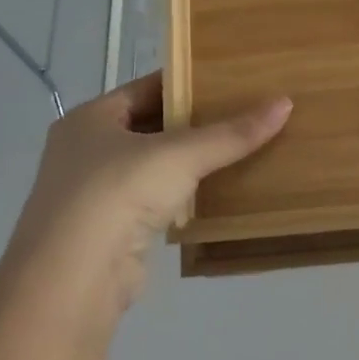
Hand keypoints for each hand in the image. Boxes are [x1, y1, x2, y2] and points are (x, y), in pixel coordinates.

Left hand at [0, 74, 290, 319]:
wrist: (73, 278)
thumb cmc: (118, 194)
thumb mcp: (181, 154)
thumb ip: (232, 133)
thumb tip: (285, 103)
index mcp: (90, 119)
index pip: (146, 88)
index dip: (187, 83)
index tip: (230, 81)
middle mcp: (85, 151)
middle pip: (150, 126)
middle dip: (194, 124)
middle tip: (243, 115)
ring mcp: (93, 193)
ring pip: (152, 167)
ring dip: (188, 163)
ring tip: (238, 151)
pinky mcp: (109, 230)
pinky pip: (153, 201)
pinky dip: (181, 196)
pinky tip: (214, 194)